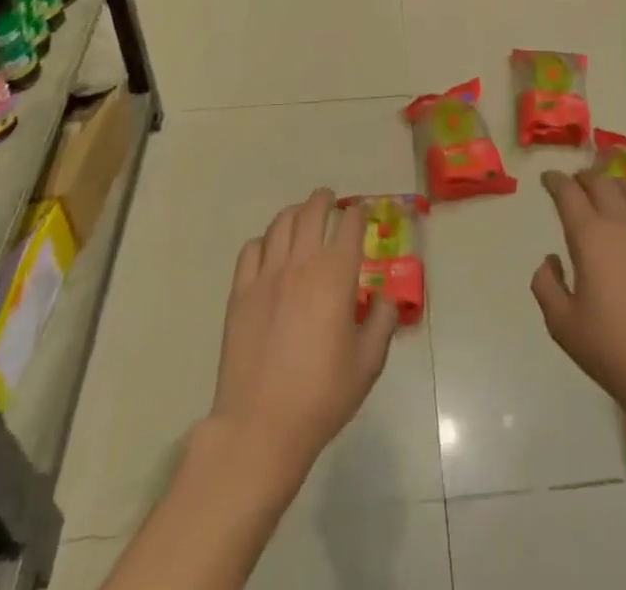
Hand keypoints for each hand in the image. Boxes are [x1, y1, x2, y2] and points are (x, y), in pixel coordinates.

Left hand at [211, 189, 398, 476]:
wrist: (261, 425)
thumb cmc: (322, 395)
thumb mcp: (368, 364)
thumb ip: (382, 322)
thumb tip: (385, 298)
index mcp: (336, 274)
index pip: (349, 225)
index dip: (358, 214)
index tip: (362, 215)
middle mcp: (301, 262)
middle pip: (312, 211)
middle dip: (325, 200)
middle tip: (331, 201)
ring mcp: (266, 274)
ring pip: (281, 223)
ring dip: (296, 213)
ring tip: (302, 217)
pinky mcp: (240, 291)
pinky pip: (252, 249)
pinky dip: (265, 241)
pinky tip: (270, 251)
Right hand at [531, 170, 625, 430]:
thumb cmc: (616, 351)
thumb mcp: (562, 326)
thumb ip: (546, 285)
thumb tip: (551, 259)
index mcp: (589, 235)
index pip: (567, 192)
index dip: (555, 180)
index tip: (548, 179)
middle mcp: (622, 222)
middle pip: (601, 182)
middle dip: (584, 178)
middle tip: (576, 186)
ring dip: (616, 185)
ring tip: (610, 193)